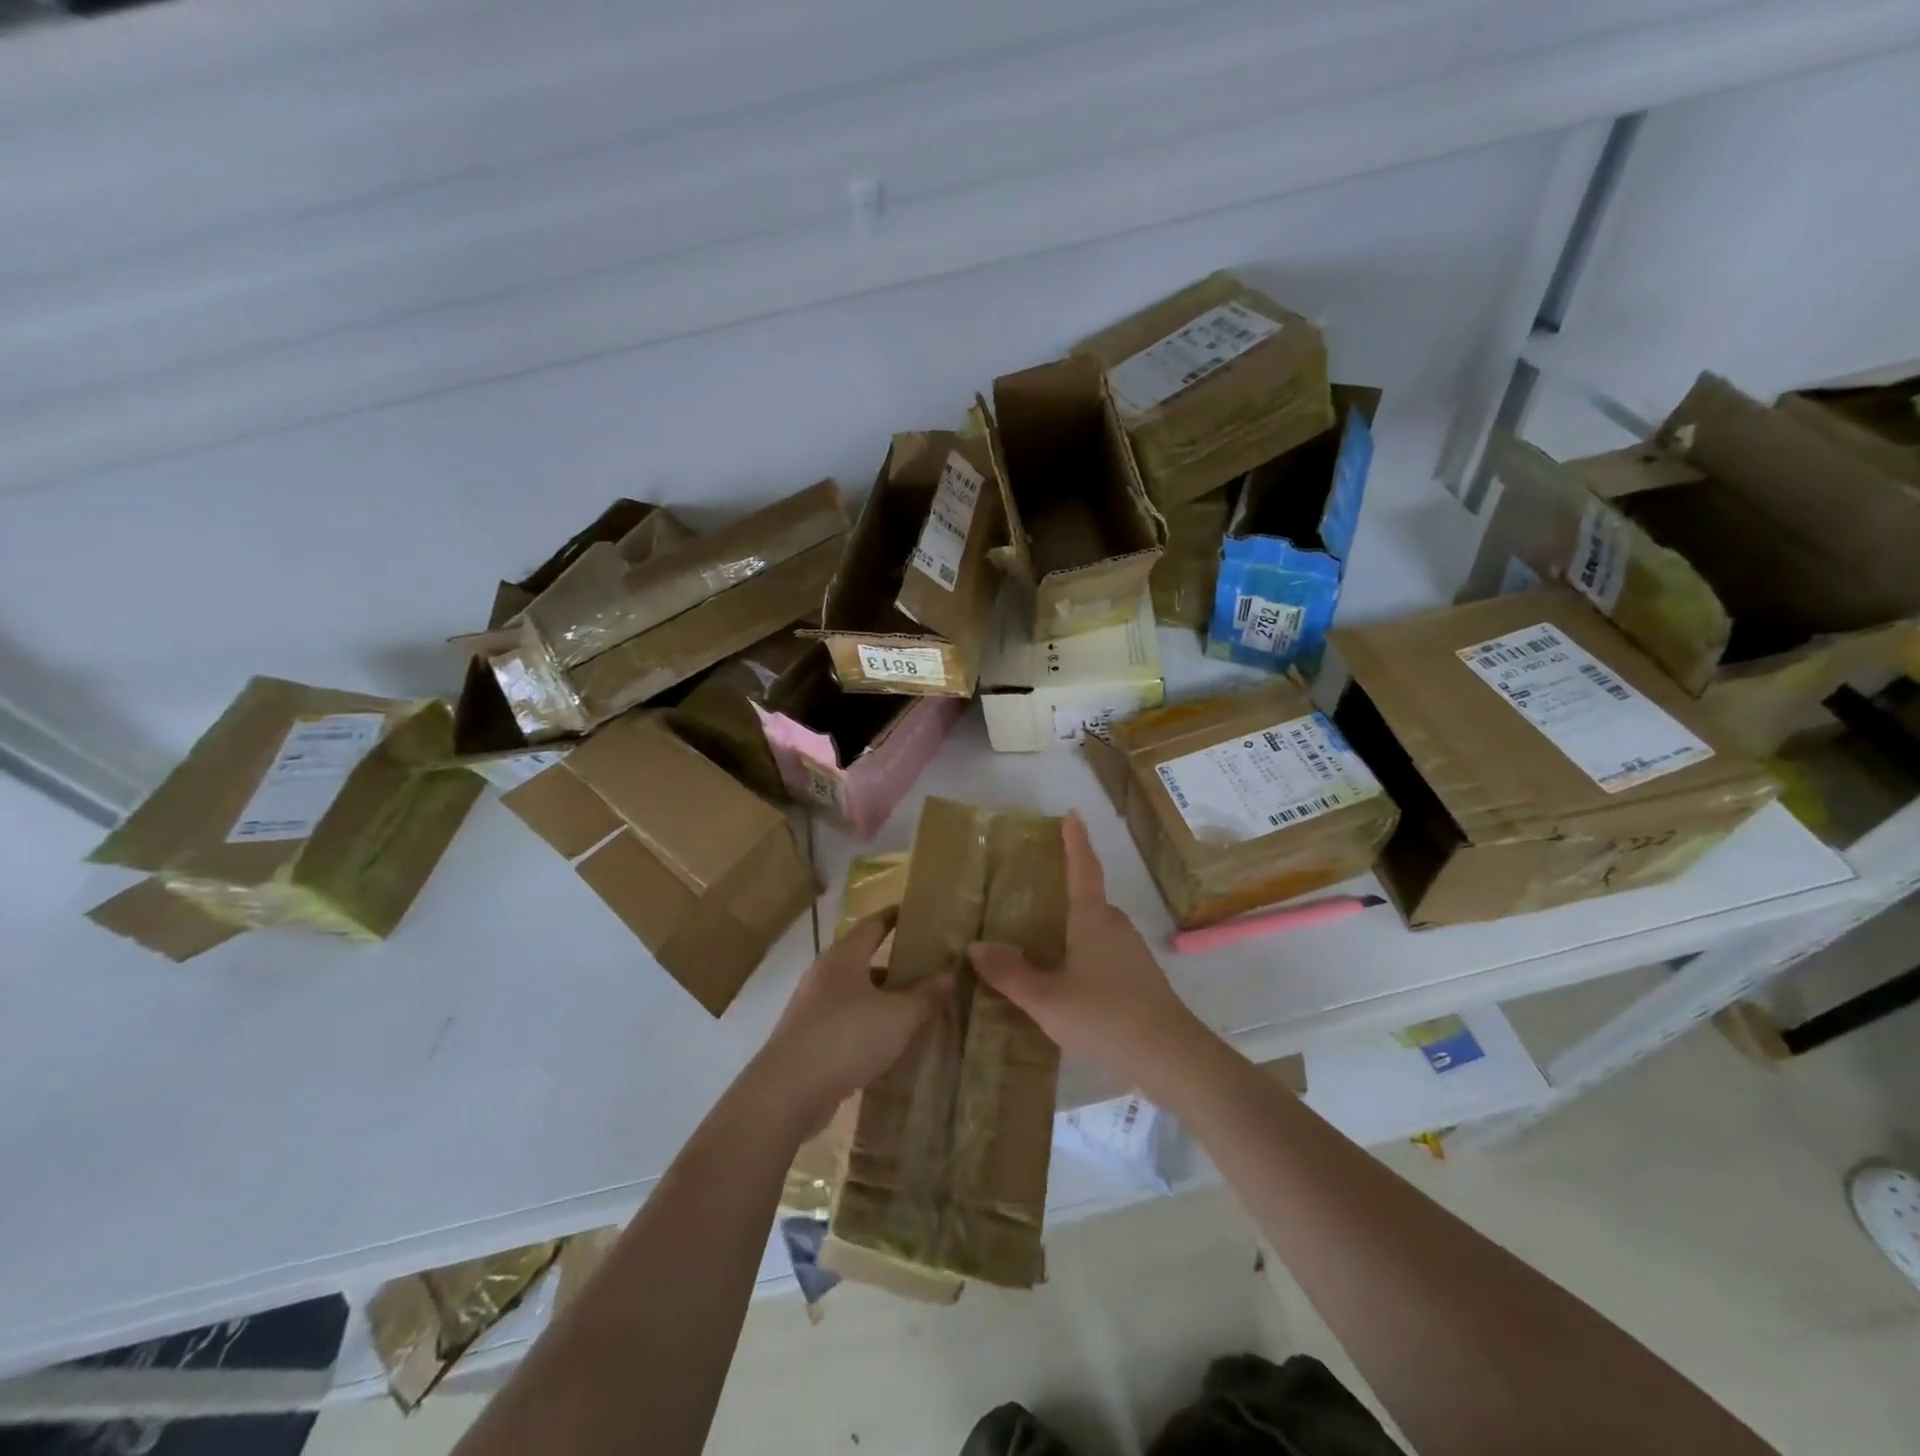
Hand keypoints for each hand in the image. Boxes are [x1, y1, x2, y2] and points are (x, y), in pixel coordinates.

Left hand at [752, 913, 949, 1136]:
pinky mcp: (805, 1041)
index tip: (915, 913)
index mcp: (844, 958)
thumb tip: (949, 974)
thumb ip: (925, 996)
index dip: (894, 917)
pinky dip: (865, 1028)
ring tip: (911, 1012)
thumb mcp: (898, 1016)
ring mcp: (810, 1009)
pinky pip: (843, 1024)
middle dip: (893, 966)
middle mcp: (823, 975)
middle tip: (925, 971)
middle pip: (863, 961)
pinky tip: (885, 1046)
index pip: (873, 925)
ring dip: (879, 1001)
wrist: (788, 1091)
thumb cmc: (847, 1037)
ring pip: (853, 996)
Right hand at [969, 813, 1212, 1090]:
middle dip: (1062, 887)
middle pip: (1086, 897)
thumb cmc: (1105, 1016)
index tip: (1071, 815)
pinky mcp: (1137, 977)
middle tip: (1028, 888)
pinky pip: (1100, 951)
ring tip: (1036, 935)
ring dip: (1069, 925)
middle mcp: (1114, 925)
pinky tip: (1062, 976)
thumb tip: (977, 946)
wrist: (1170, 1057)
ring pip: (1093, 927)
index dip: (1075, 841)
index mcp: (1092, 918)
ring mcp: (1130, 951)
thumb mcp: (1046, 999)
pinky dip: (1079, 951)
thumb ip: (1010, 973)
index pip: (1082, 867)